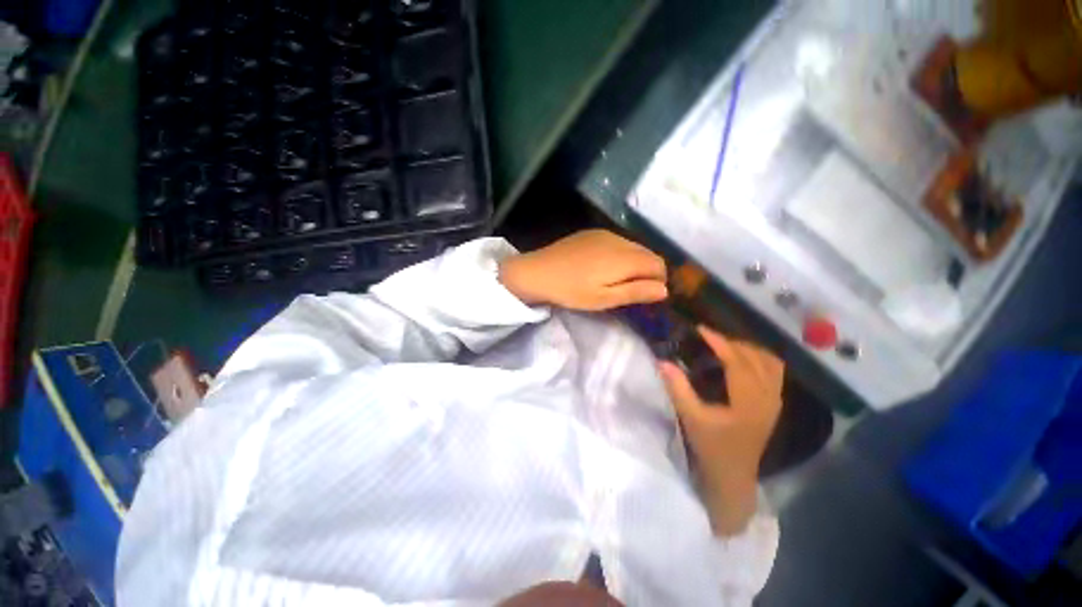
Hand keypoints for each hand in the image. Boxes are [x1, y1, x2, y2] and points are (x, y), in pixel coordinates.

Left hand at [499, 230, 667, 310]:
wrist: (537, 272)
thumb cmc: (571, 291)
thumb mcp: (604, 298)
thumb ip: (636, 292)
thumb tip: (665, 289)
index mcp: (625, 257)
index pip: (658, 264)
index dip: (659, 281)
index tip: (647, 295)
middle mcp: (619, 239)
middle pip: (648, 253)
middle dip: (648, 271)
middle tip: (632, 290)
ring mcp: (604, 233)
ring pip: (633, 246)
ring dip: (634, 262)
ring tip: (618, 280)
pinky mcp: (591, 232)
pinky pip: (617, 241)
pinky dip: (620, 254)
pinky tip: (603, 266)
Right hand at [659, 326, 783, 534]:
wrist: (734, 476)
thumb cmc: (712, 447)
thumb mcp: (691, 417)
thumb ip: (677, 388)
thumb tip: (662, 361)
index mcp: (748, 401)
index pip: (737, 361)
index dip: (719, 342)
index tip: (700, 329)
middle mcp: (768, 398)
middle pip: (756, 358)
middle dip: (732, 342)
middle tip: (708, 336)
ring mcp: (775, 401)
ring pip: (770, 363)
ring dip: (748, 348)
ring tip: (725, 344)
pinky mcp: (774, 405)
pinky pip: (773, 372)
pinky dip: (759, 359)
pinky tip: (742, 359)